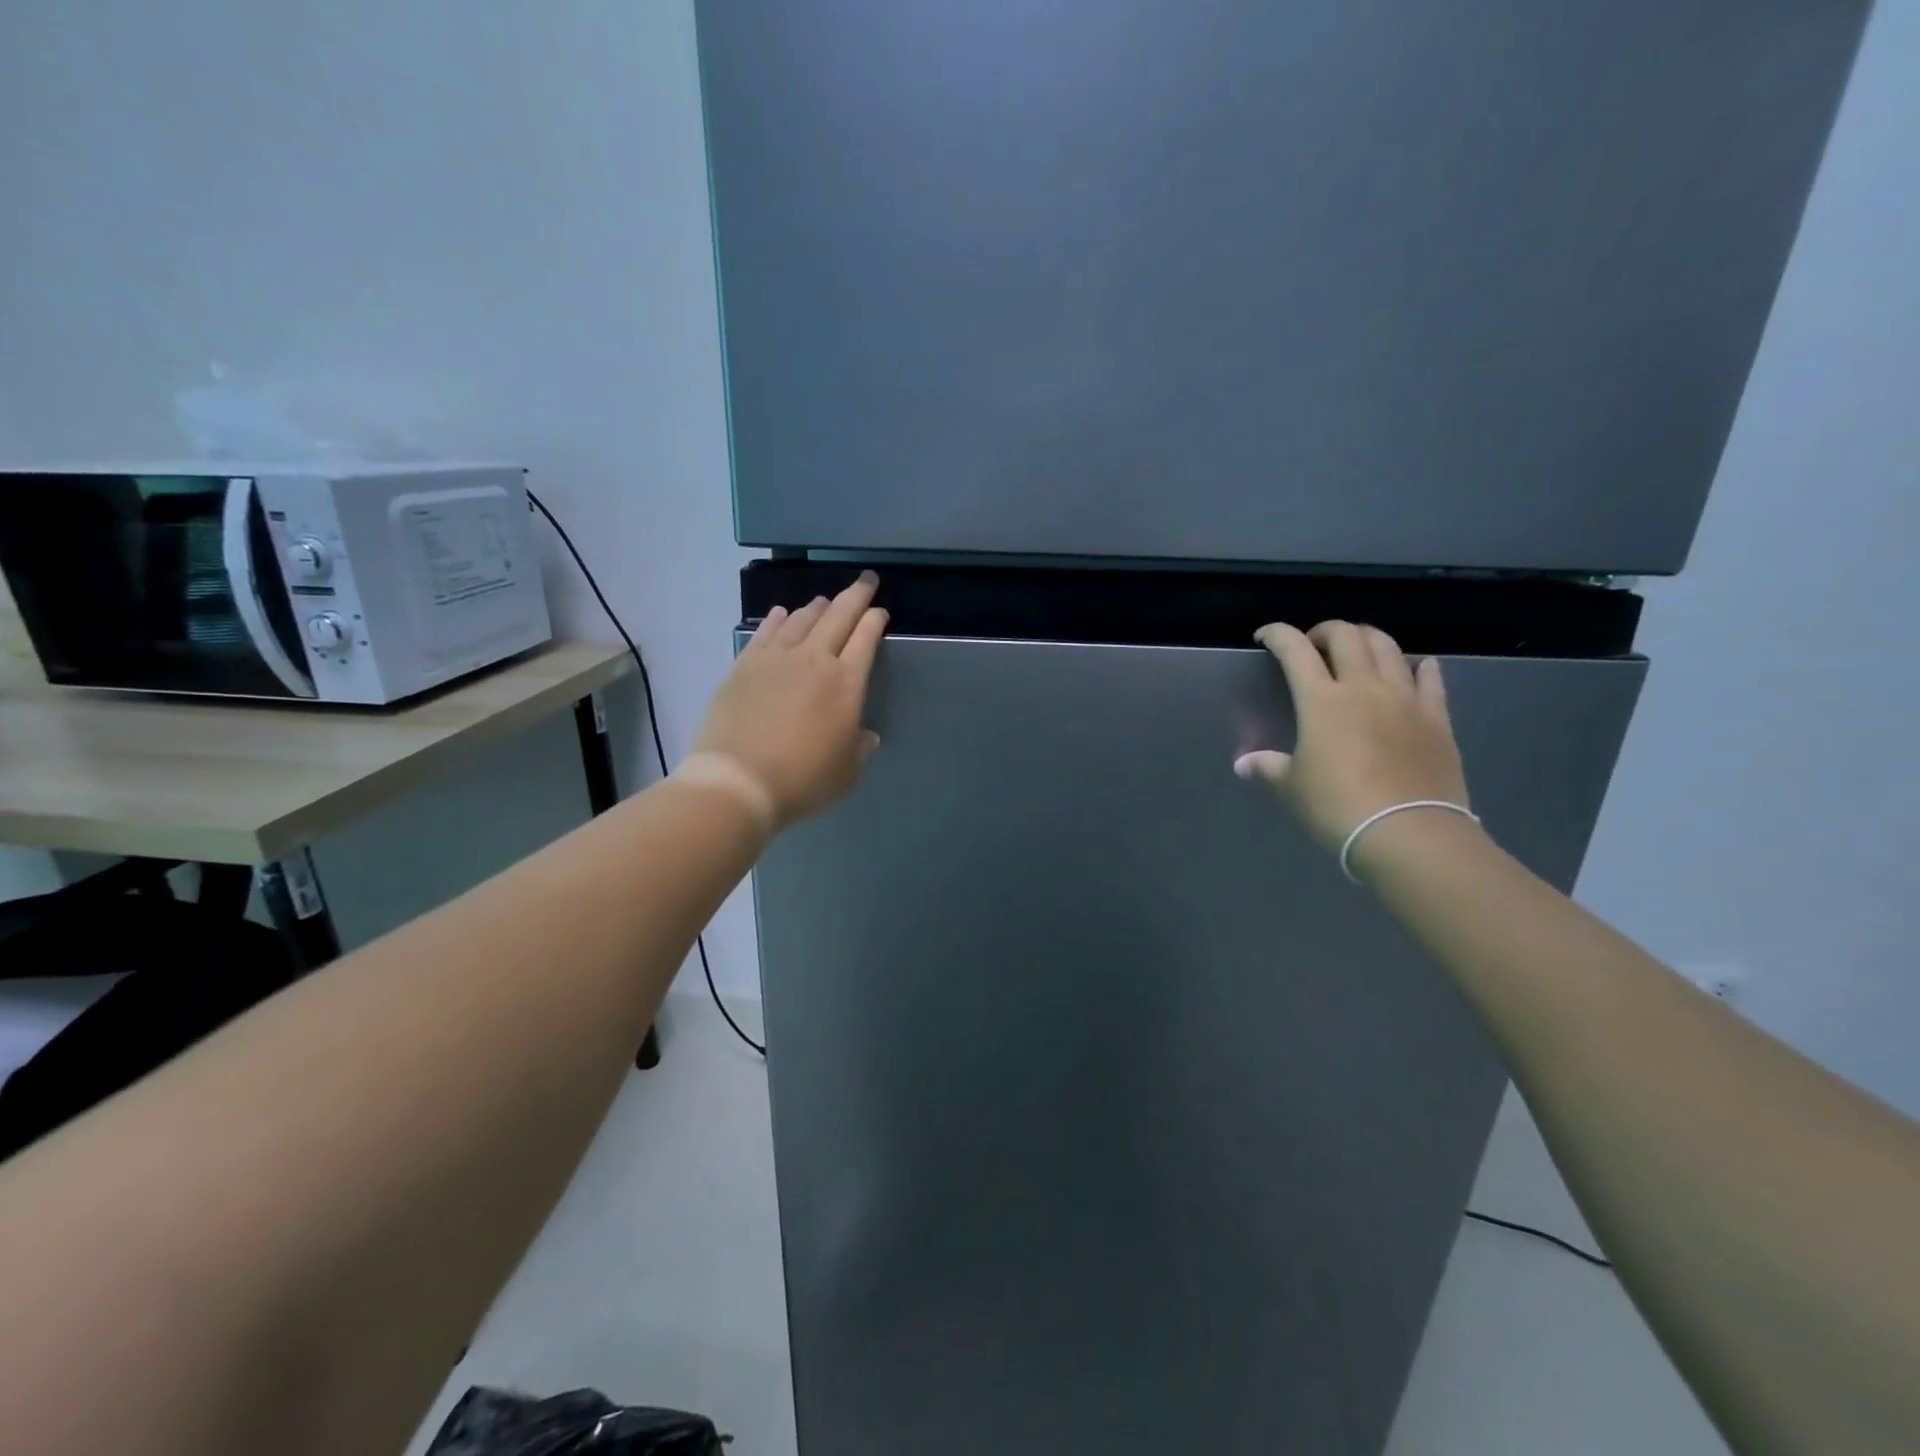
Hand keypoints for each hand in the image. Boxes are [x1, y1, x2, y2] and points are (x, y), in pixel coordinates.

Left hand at [689, 572, 888, 830]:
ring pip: (802, 619)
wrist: (739, 780)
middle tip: (866, 580)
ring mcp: (776, 658)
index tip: (880, 611)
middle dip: (856, 595)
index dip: (875, 620)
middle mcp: (814, 660)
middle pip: (839, 616)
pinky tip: (781, 613)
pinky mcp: (745, 665)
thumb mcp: (847, 771)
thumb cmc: (803, 779)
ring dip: (817, 607)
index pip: (866, 639)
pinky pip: (766, 632)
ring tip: (824, 601)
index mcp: (846, 683)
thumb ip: (860, 747)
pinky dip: (778, 619)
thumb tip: (864, 734)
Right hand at [1235, 621, 1470, 864]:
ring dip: (1368, 639)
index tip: (1265, 636)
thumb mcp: (1292, 788)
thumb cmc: (1338, 807)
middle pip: (1347, 636)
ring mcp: (1405, 699)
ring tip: (1357, 652)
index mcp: (1322, 700)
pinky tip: (1414, 668)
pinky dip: (1417, 666)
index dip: (1278, 634)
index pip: (1295, 650)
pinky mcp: (1437, 717)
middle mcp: (1364, 687)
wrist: (1408, 832)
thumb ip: (1268, 767)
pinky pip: (1430, 677)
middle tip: (1313, 646)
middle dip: (1324, 631)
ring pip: (1388, 647)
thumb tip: (1244, 764)